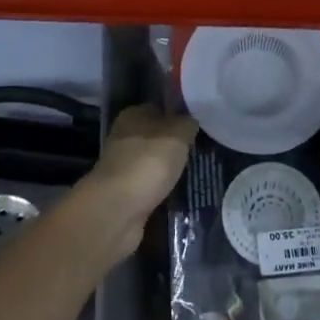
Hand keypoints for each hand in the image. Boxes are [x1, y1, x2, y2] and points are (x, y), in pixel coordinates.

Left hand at [80, 105, 196, 263]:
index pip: (159, 109)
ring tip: (196, 175)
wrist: (118, 210)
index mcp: (133, 116)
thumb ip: (187, 123)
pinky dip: (163, 192)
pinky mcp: (125, 195)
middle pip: (156, 138)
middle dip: (175, 147)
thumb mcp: (178, 133)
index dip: (178, 116)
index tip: (199, 128)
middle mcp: (124, 138)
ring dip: (169, 171)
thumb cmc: (148, 162)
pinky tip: (180, 195)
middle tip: (201, 153)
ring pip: (153, 164)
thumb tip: (190, 122)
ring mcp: (123, 168)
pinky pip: (150, 188)